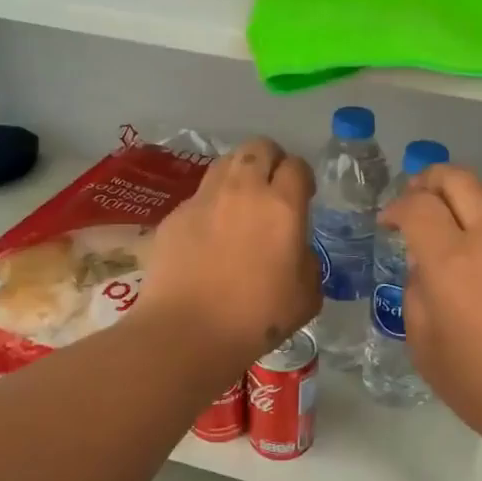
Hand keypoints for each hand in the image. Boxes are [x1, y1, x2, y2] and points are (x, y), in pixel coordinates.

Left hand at [143, 137, 320, 369]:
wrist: (187, 332)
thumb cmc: (257, 318)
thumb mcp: (307, 296)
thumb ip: (307, 262)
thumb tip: (295, 251)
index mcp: (282, 206)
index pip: (297, 166)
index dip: (303, 178)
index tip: (303, 196)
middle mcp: (243, 190)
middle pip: (259, 148)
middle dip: (271, 161)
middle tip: (272, 190)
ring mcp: (204, 200)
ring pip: (225, 163)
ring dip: (239, 175)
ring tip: (240, 205)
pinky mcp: (175, 215)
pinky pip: (199, 196)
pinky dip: (210, 206)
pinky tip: (209, 237)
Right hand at [381, 164, 481, 460]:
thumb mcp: (427, 350)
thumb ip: (417, 298)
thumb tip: (425, 270)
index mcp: (453, 262)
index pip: (420, 207)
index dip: (397, 207)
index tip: (387, 222)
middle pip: (461, 180)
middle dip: (431, 179)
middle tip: (414, 197)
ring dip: (462, 193)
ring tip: (445, 215)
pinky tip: (477, 248)